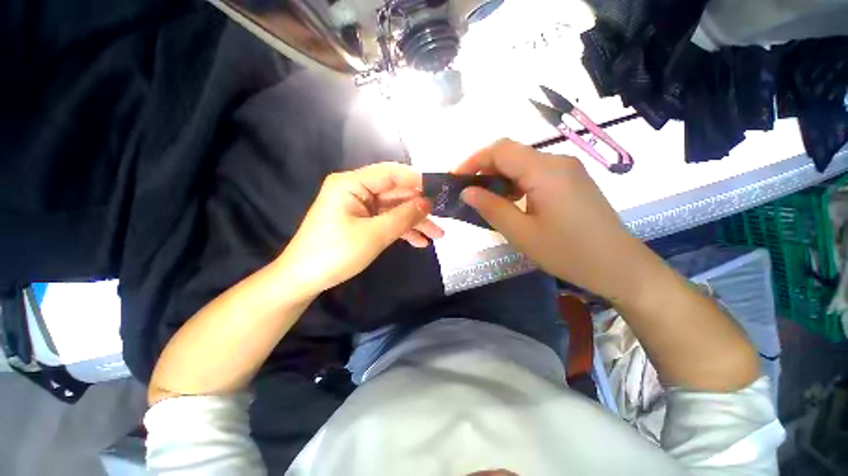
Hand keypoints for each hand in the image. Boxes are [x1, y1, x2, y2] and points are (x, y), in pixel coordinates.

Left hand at [275, 162, 443, 293]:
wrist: (303, 279)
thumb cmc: (335, 253)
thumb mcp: (374, 234)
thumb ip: (403, 216)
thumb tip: (427, 202)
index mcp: (352, 183)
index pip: (391, 173)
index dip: (417, 180)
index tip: (439, 192)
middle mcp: (356, 190)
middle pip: (395, 193)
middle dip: (419, 207)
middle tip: (443, 219)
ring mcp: (359, 207)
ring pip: (394, 209)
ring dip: (414, 221)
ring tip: (437, 235)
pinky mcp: (361, 222)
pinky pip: (386, 221)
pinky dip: (402, 230)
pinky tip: (419, 242)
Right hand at [455, 139, 650, 301]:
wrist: (619, 266)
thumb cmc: (568, 252)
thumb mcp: (521, 233)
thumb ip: (491, 208)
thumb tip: (466, 191)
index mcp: (545, 170)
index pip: (500, 149)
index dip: (473, 159)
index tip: (455, 178)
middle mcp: (557, 161)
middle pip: (511, 153)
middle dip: (484, 169)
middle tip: (467, 191)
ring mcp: (568, 170)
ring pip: (523, 163)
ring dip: (499, 177)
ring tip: (484, 198)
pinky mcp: (572, 181)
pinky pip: (536, 173)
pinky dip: (516, 183)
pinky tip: (510, 201)